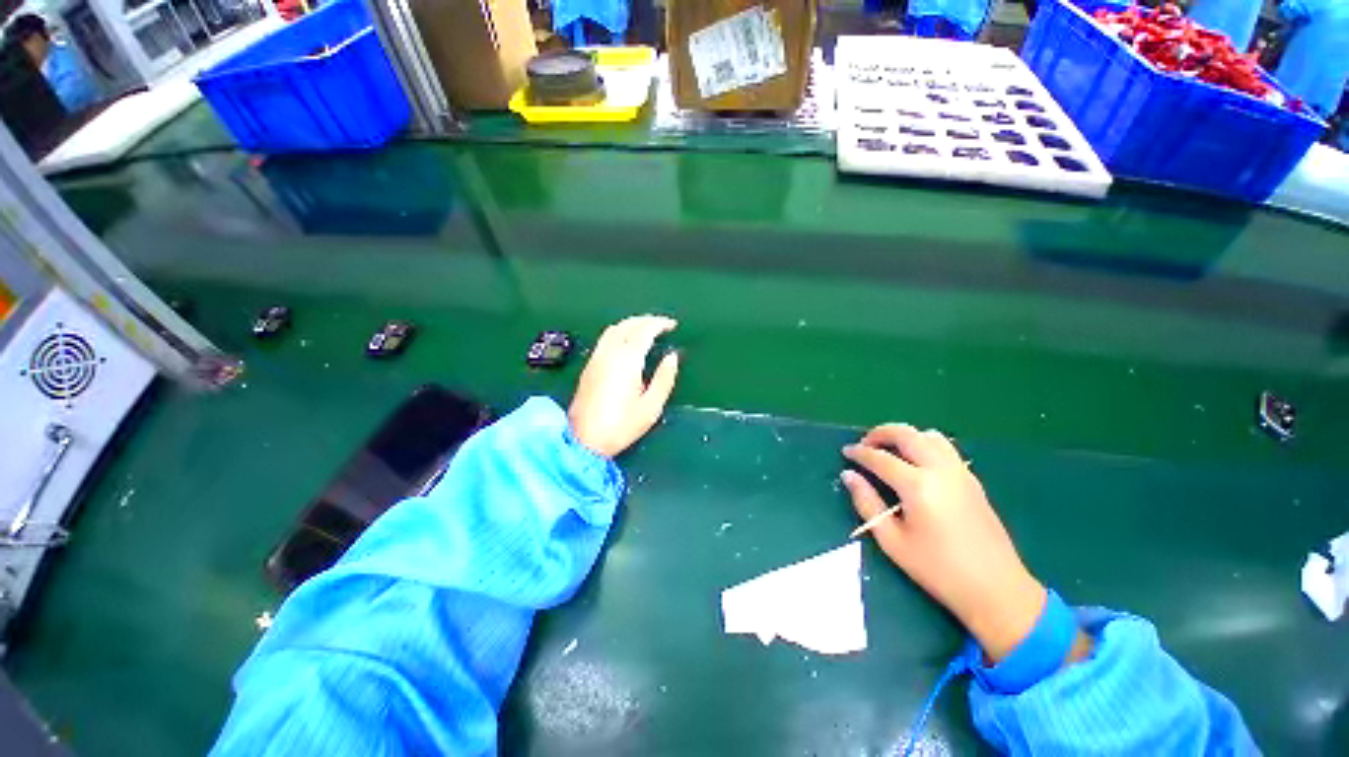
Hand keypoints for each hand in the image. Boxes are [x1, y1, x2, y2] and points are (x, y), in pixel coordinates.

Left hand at [569, 315, 679, 457]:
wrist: (583, 440)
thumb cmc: (621, 426)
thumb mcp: (651, 407)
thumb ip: (664, 378)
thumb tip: (672, 357)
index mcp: (627, 360)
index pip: (645, 330)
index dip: (660, 324)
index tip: (672, 325)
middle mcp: (609, 353)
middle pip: (628, 324)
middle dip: (647, 320)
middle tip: (662, 325)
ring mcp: (596, 358)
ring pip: (614, 328)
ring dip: (632, 323)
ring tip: (647, 330)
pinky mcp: (589, 366)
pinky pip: (606, 337)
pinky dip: (620, 331)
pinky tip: (627, 341)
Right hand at [841, 425, 1046, 661]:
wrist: (997, 590)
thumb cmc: (938, 570)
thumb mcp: (892, 541)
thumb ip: (867, 503)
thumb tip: (848, 476)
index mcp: (918, 486)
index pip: (880, 458)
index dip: (859, 453)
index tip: (845, 452)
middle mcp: (940, 470)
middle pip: (906, 434)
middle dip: (880, 433)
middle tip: (864, 445)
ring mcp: (960, 473)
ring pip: (929, 435)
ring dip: (905, 436)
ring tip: (890, 451)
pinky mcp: (972, 480)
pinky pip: (945, 448)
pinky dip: (924, 444)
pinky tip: (915, 464)